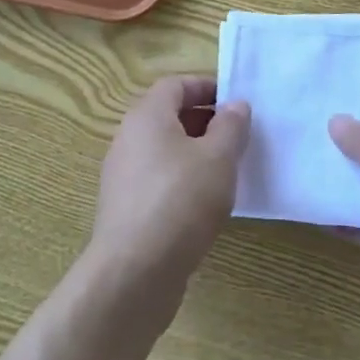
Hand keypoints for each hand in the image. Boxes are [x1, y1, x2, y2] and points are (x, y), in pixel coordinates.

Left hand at [87, 77, 249, 307]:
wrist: (133, 274)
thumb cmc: (180, 201)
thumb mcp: (218, 158)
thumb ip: (231, 126)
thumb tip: (235, 105)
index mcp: (147, 116)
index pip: (176, 85)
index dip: (206, 87)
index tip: (235, 101)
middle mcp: (128, 138)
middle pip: (168, 116)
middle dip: (204, 121)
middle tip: (236, 137)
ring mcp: (123, 176)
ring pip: (163, 151)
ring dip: (194, 154)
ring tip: (226, 171)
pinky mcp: (125, 210)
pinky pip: (157, 181)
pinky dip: (181, 182)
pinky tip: (204, 206)